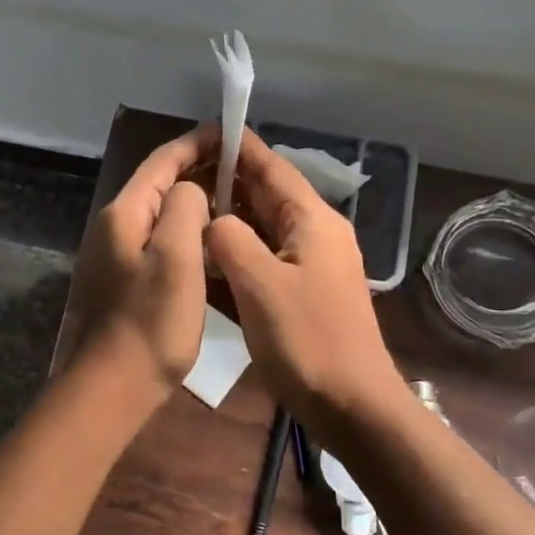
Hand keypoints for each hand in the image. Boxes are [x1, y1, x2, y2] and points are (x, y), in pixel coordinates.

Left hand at [69, 123, 218, 391]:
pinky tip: (209, 243)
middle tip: (240, 168)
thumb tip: (191, 191)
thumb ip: (185, 208)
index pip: (162, 162)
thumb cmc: (151, 321)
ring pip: (160, 214)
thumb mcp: (177, 257)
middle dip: (197, 170)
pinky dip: (185, 231)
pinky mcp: (122, 280)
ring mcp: (114, 255)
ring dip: (193, 201)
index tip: (228, 132)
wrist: (113, 385)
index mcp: (124, 214)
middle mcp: (114, 227)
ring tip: (232, 201)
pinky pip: (158, 241)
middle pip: (158, 185)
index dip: (195, 143)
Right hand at [206, 129, 400, 437]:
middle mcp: (316, 234)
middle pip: (269, 194)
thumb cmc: (307, 340)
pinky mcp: (306, 291)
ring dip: (231, 215)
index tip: (208, 129)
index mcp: (312, 221)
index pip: (272, 168)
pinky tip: (210, 254)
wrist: (352, 405)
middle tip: (183, 172)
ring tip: (188, 207)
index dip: (241, 147)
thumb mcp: (259, 284)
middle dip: (229, 180)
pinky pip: (267, 255)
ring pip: (266, 226)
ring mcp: (313, 264)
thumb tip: (212, 220)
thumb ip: (229, 239)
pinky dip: (239, 248)